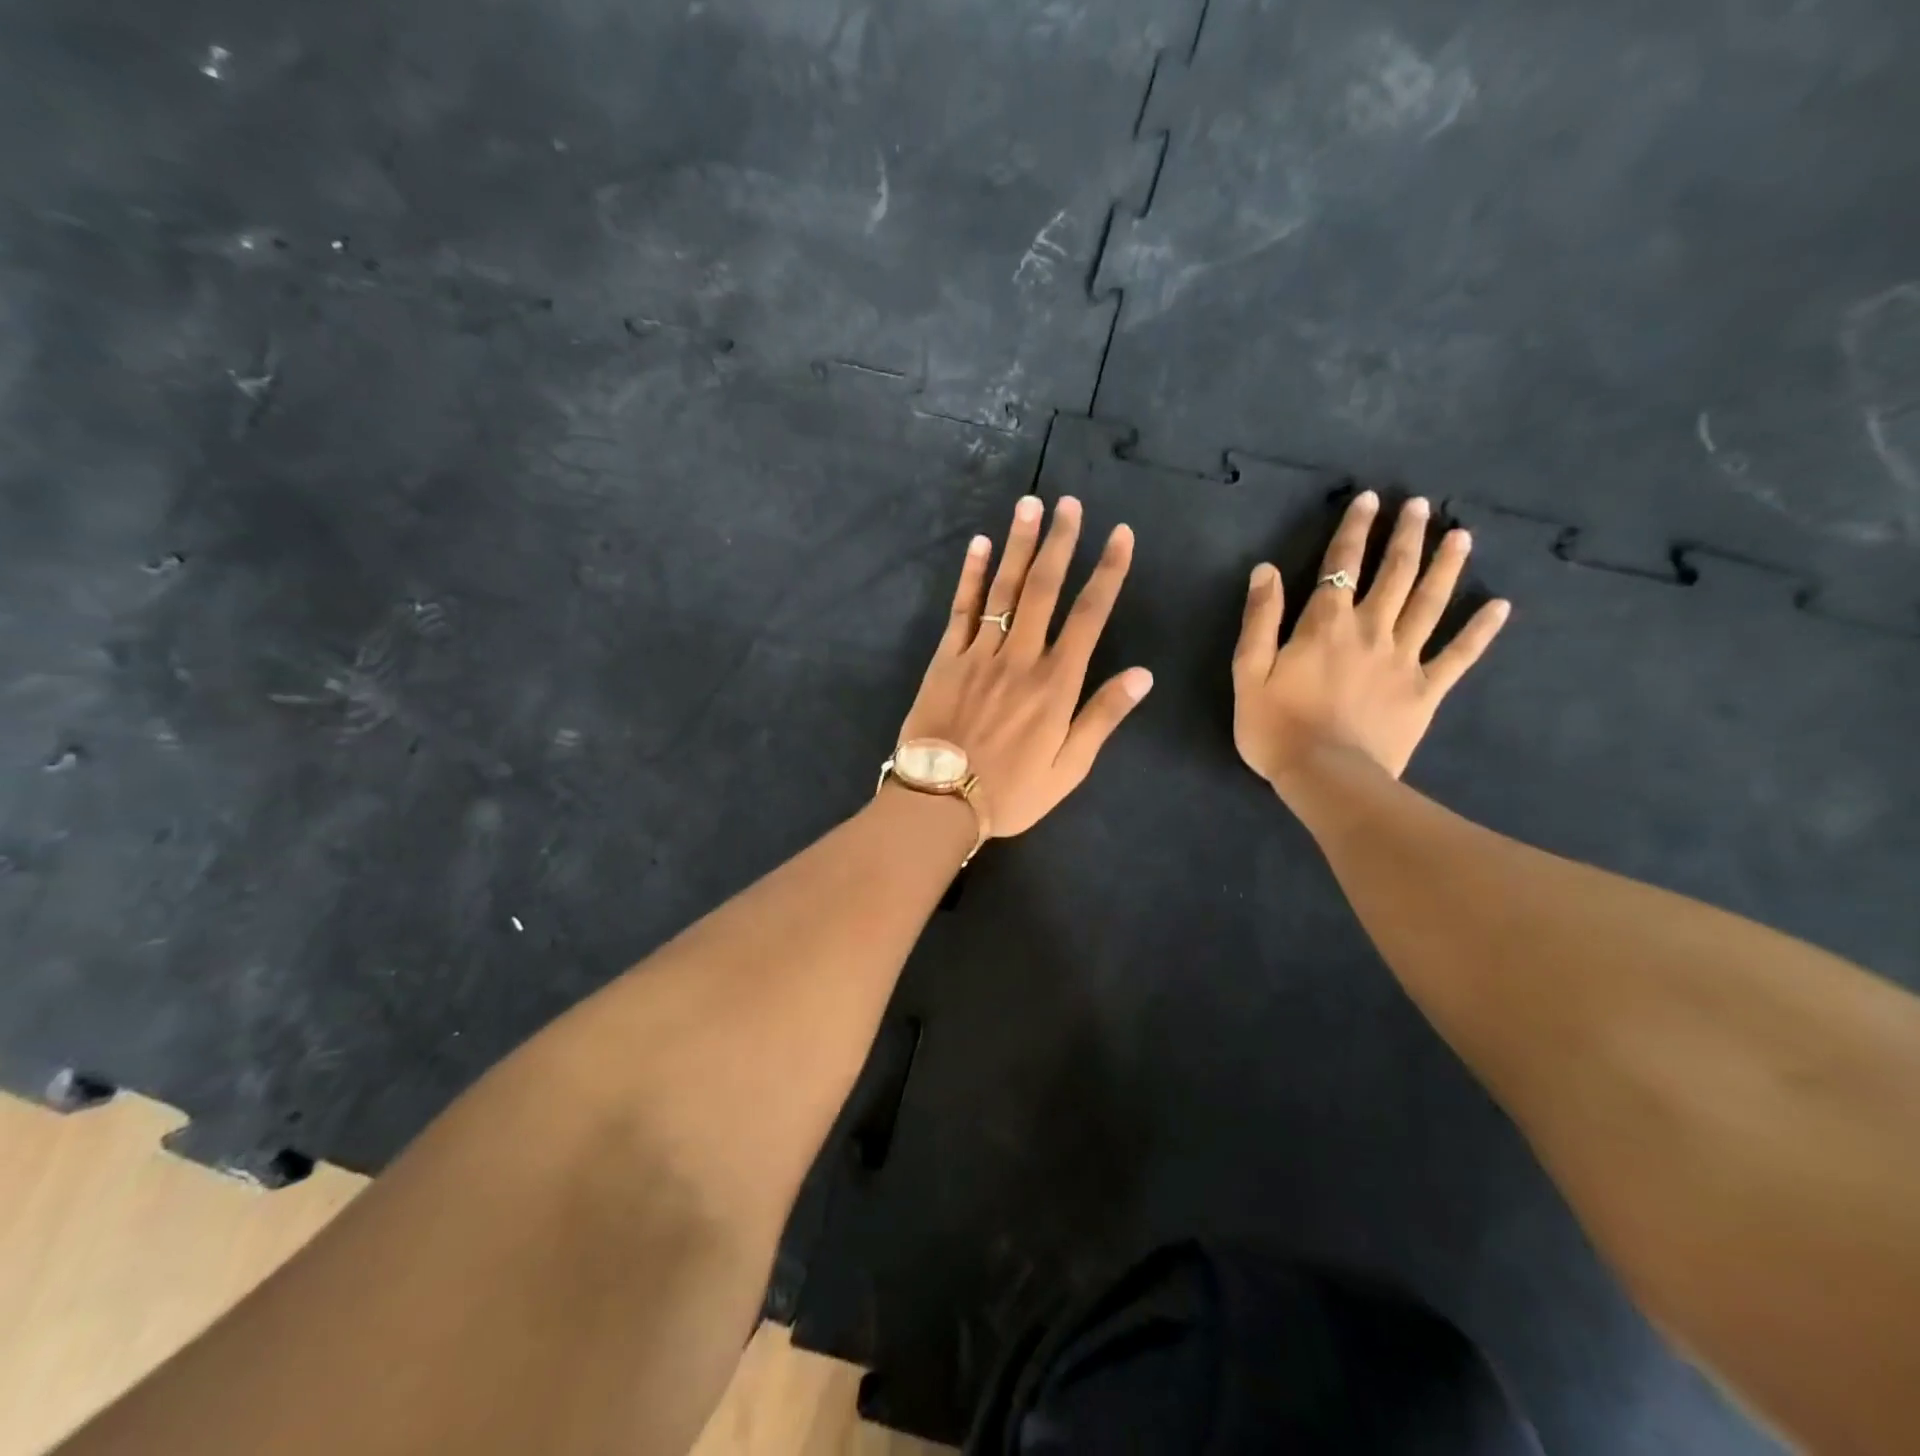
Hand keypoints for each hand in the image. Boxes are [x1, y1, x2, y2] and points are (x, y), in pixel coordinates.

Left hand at [898, 494, 1152, 837]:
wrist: (940, 801)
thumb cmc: (1011, 791)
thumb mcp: (1068, 767)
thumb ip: (1103, 717)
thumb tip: (1143, 674)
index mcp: (1056, 684)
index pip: (1089, 615)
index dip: (1108, 572)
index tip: (1121, 535)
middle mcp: (1020, 657)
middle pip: (1045, 589)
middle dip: (1061, 543)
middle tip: (1071, 503)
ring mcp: (979, 654)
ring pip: (1004, 590)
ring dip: (1019, 545)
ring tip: (1030, 505)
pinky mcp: (946, 659)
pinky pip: (961, 609)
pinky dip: (971, 575)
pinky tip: (979, 545)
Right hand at [1232, 491, 1508, 798]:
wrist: (1326, 777)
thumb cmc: (1277, 727)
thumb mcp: (1249, 673)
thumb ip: (1259, 619)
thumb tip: (1266, 570)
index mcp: (1324, 626)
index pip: (1341, 566)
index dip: (1354, 530)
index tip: (1369, 499)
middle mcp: (1370, 631)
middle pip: (1393, 574)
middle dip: (1406, 536)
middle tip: (1420, 505)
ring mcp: (1404, 659)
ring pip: (1430, 603)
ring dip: (1445, 567)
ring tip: (1461, 535)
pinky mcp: (1425, 691)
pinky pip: (1459, 656)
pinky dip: (1481, 631)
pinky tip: (1501, 607)